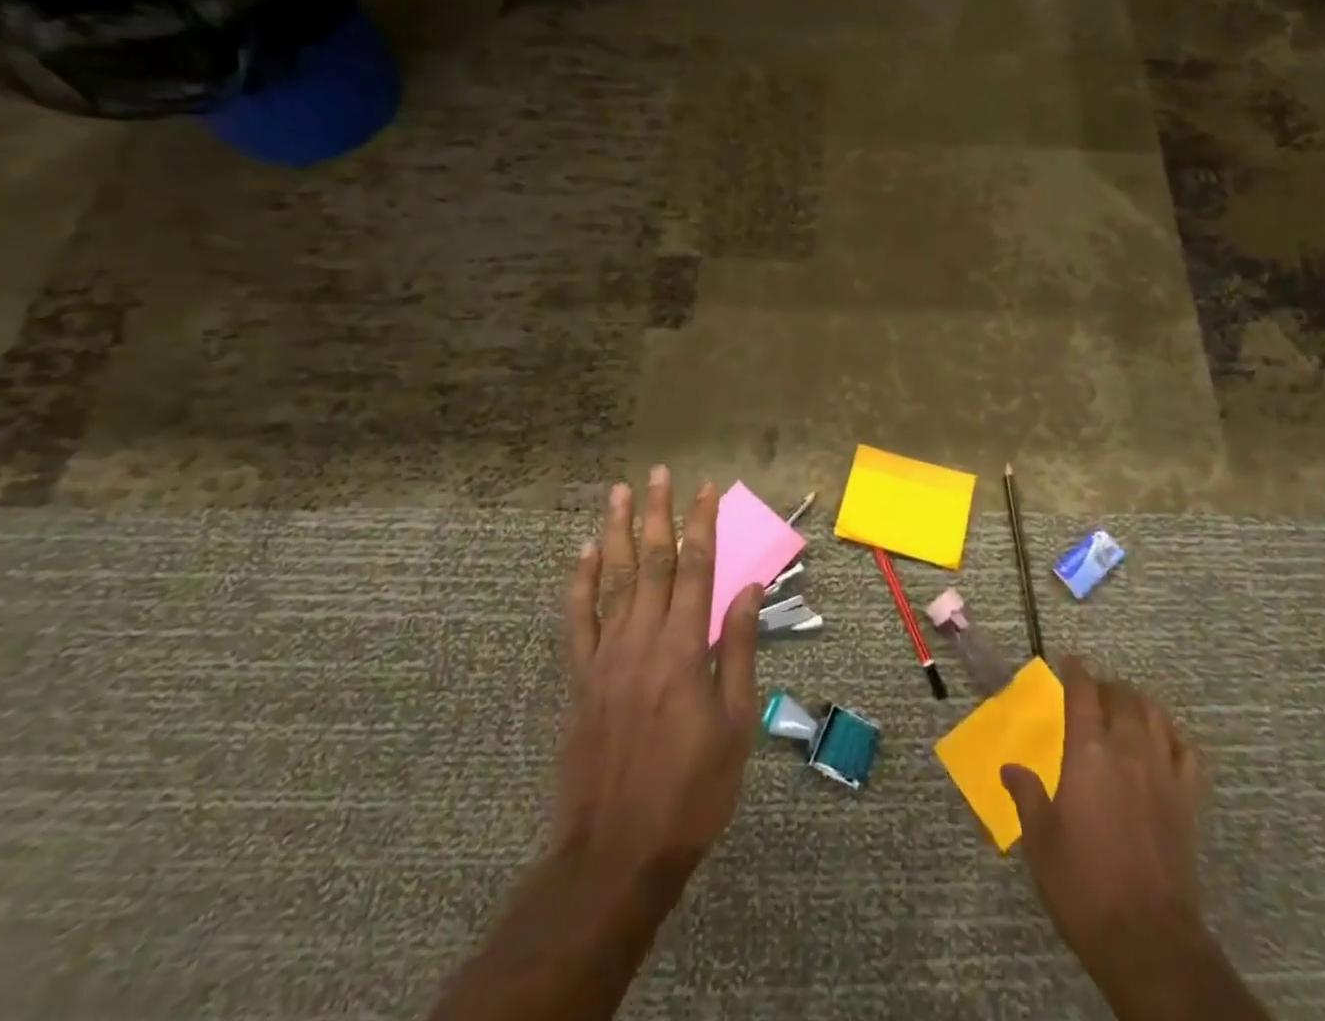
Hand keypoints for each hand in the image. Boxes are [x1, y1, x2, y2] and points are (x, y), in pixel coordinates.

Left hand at [427, 468, 764, 1020]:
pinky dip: (579, 581)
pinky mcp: (579, 678)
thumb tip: (748, 590)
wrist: (616, 850)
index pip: (697, 568)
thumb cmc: (691, 789)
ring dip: (616, 532)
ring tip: (618, 493)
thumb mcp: (735, 723)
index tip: (707, 490)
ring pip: (611, 579)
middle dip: (657, 513)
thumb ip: (738, 650)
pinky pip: (576, 618)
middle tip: (659, 473)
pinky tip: (583, 553)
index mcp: (685, 648)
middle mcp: (643, 639)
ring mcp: (605, 656)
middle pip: (651, 561)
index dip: (702, 525)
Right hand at [1003, 658, 1265, 1020]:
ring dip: (1138, 701)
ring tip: (1126, 705)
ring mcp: (1163, 772)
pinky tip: (1164, 741)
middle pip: (1123, 697)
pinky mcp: (1187, 799)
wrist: (1147, 938)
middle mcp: (1128, 750)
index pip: (1083, 693)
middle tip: (1094, 690)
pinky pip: (1186, 750)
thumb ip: (1026, 795)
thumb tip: (1009, 768)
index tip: (1069, 660)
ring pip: (1155, 715)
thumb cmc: (1083, 885)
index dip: (1076, 671)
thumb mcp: (1040, 841)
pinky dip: (1173, 735)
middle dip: (1107, 685)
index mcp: (1088, 753)